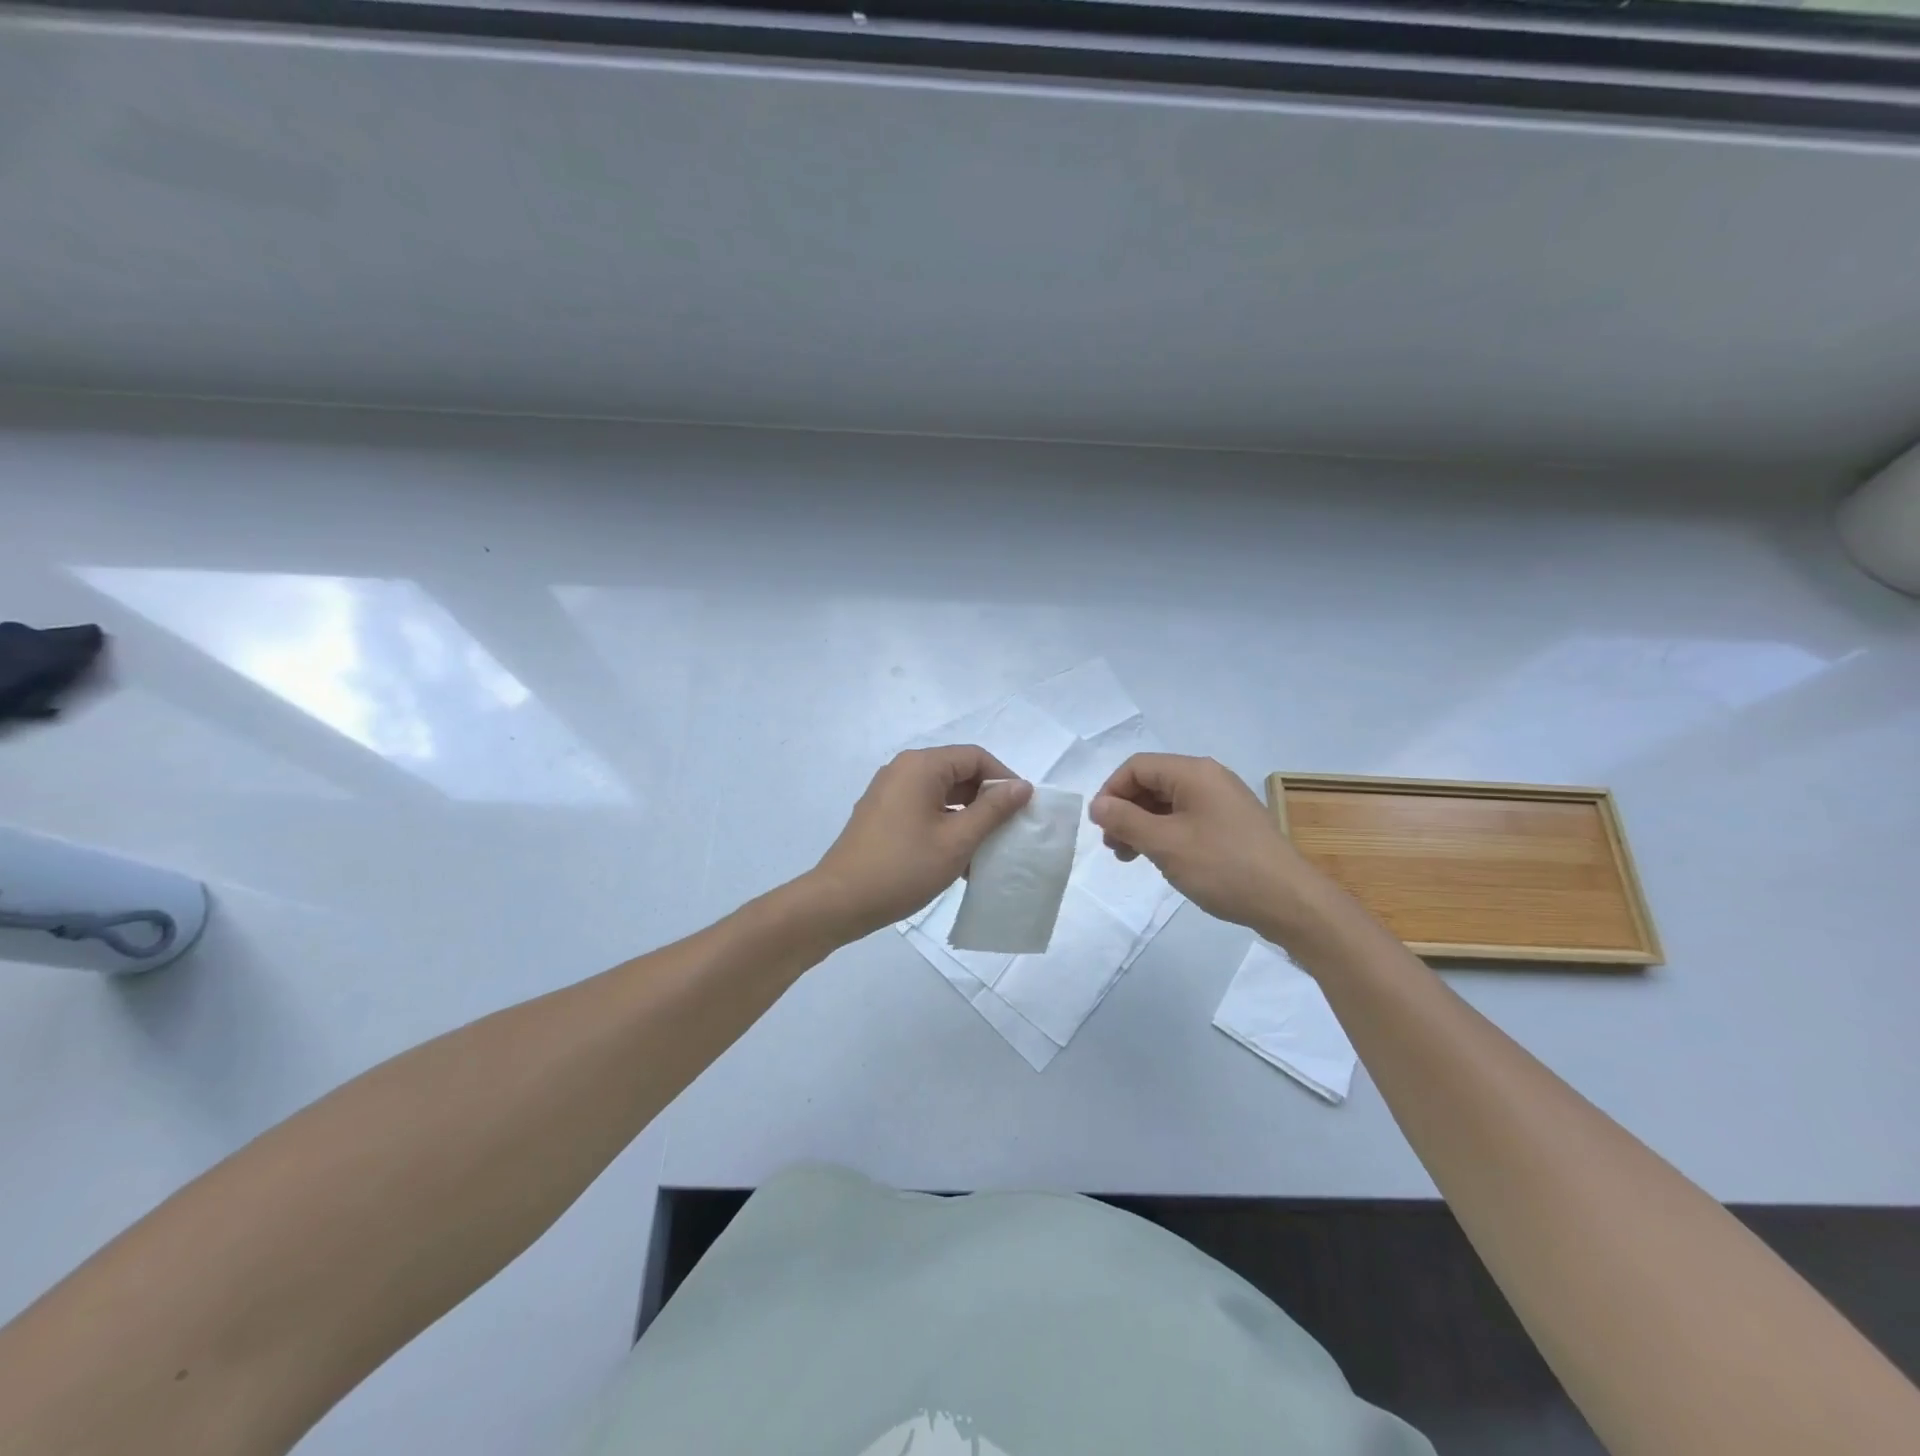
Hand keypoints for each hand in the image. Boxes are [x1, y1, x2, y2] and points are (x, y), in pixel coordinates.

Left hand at [808, 745, 1033, 939]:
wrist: (839, 901)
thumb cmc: (903, 868)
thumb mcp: (957, 840)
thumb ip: (993, 810)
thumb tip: (1022, 786)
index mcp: (921, 766)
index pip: (975, 757)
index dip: (1004, 779)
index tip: (1023, 810)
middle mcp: (903, 770)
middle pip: (958, 772)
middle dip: (987, 800)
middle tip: (1010, 831)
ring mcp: (889, 792)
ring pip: (942, 794)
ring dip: (968, 817)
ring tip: (988, 849)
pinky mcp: (882, 815)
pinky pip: (924, 809)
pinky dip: (946, 826)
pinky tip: (960, 858)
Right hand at [1088, 753, 1330, 935]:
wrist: (1290, 901)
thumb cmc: (1222, 866)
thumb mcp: (1165, 844)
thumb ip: (1125, 820)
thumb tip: (1098, 804)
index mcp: (1193, 772)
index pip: (1136, 767)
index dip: (1111, 791)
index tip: (1101, 826)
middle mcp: (1209, 778)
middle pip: (1152, 783)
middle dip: (1126, 811)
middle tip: (1114, 847)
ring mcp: (1224, 801)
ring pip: (1169, 803)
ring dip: (1143, 826)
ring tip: (1132, 858)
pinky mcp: (1233, 825)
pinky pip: (1188, 818)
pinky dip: (1166, 834)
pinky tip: (1163, 860)